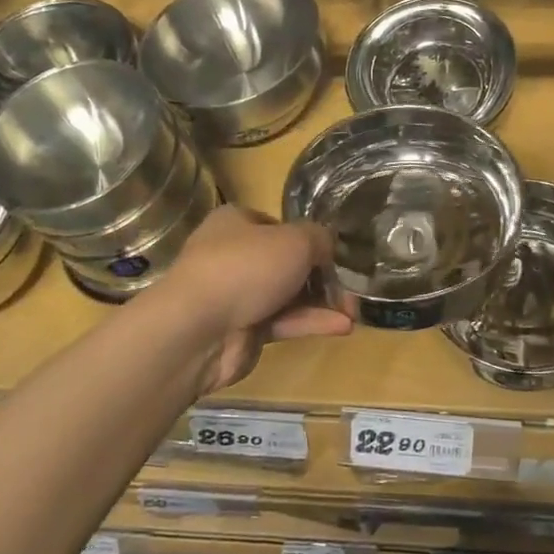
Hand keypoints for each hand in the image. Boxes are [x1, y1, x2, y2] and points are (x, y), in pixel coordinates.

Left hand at [163, 206, 351, 391]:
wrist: (198, 329)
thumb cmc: (247, 267)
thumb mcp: (296, 240)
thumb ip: (320, 239)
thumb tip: (328, 247)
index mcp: (236, 223)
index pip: (277, 225)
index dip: (307, 238)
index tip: (333, 253)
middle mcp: (233, 255)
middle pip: (284, 262)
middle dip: (320, 276)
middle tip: (350, 287)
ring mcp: (236, 295)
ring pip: (287, 295)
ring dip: (321, 302)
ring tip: (354, 311)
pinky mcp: (243, 330)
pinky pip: (283, 322)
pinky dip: (311, 322)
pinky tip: (343, 326)